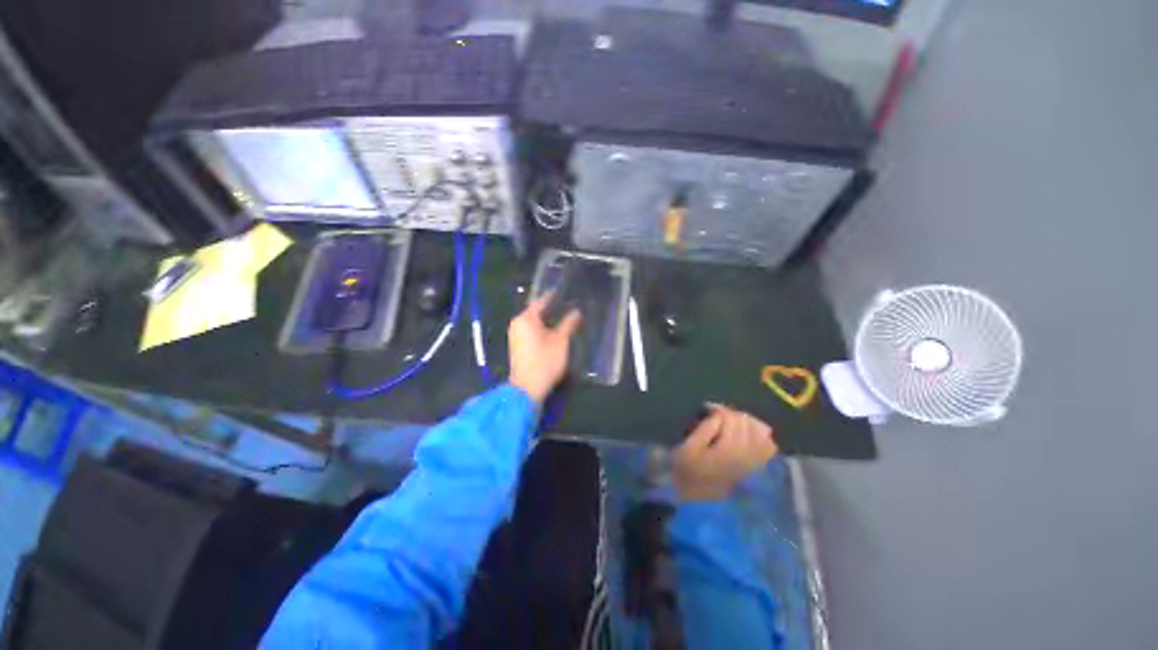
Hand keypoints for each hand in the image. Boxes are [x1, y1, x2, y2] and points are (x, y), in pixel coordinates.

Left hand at [508, 296, 581, 403]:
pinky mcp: (517, 346)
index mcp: (526, 318)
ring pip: (533, 323)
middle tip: (567, 305)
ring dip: (546, 320)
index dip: (553, 297)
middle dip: (550, 309)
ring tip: (563, 317)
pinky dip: (541, 329)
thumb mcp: (561, 341)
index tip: (563, 291)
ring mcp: (515, 335)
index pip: (541, 302)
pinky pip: (530, 331)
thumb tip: (576, 311)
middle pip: (535, 312)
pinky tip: (552, 332)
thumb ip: (568, 324)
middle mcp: (517, 323)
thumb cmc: (545, 361)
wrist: (527, 388)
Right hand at [672, 405, 777, 501]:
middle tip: (715, 416)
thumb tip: (717, 414)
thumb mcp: (689, 448)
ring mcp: (755, 460)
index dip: (717, 409)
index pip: (730, 417)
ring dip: (745, 422)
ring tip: (730, 424)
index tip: (705, 409)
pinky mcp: (756, 465)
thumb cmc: (689, 471)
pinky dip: (760, 435)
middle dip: (730, 414)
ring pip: (760, 430)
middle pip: (745, 421)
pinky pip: (768, 445)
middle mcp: (747, 453)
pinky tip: (746, 435)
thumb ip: (704, 429)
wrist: (699, 499)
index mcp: (728, 448)